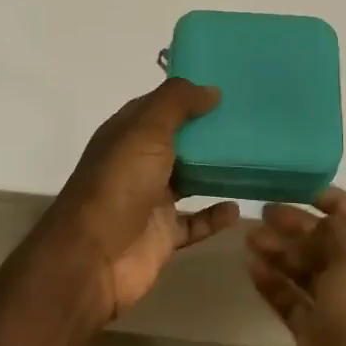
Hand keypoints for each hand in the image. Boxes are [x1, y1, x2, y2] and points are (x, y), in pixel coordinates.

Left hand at [44, 79, 237, 321]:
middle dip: (208, 131)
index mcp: (127, 133)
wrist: (93, 258)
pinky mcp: (163, 234)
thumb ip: (177, 103)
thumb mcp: (146, 130)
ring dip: (214, 171)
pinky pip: (195, 222)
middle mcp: (138, 162)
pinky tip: (238, 207)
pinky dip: (215, 215)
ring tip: (252, 157)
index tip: (226, 87)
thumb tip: (212, 89)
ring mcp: (150, 200)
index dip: (187, 95)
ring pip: (189, 179)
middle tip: (250, 120)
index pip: (159, 105)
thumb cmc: (119, 184)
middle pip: (178, 141)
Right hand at [246, 189, 345, 345]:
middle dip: (299, 224)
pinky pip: (290, 299)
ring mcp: (336, 310)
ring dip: (280, 250)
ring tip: (249, 236)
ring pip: (306, 269)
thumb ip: (337, 233)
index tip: (304, 188)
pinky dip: (273, 282)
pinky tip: (251, 267)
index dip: (336, 201)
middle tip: (264, 211)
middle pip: (327, 242)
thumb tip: (319, 220)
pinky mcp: (313, 335)